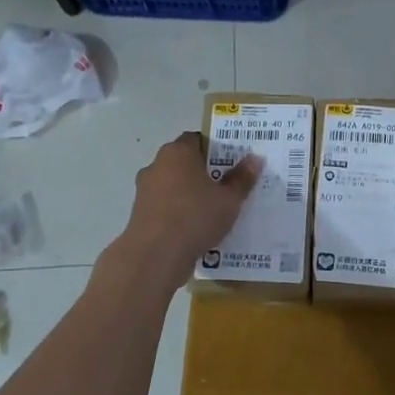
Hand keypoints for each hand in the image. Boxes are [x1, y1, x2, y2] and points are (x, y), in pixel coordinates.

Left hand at [116, 131, 260, 282]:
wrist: (155, 255)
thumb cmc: (195, 217)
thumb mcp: (229, 199)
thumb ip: (242, 178)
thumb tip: (255, 158)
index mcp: (178, 152)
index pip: (196, 139)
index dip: (214, 148)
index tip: (230, 163)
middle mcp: (157, 165)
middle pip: (184, 162)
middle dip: (203, 172)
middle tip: (226, 186)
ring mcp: (145, 190)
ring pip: (173, 186)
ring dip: (189, 194)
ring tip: (212, 211)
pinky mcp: (139, 213)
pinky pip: (165, 206)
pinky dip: (178, 212)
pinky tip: (195, 229)